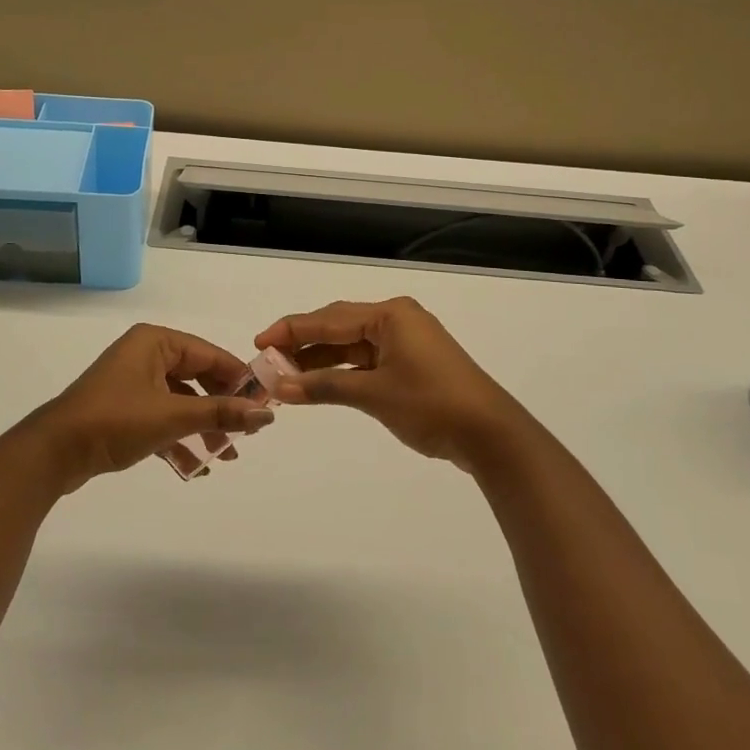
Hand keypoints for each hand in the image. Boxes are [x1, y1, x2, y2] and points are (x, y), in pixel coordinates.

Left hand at [25, 324, 275, 491]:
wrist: (53, 453)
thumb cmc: (115, 420)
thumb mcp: (172, 416)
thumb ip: (221, 413)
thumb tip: (267, 414)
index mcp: (156, 342)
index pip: (210, 354)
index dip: (239, 379)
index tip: (265, 404)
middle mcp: (145, 355)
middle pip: (197, 378)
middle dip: (221, 408)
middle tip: (246, 433)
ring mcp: (133, 383)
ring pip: (180, 402)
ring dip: (203, 428)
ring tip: (226, 456)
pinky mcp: (123, 409)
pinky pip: (162, 418)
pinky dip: (179, 439)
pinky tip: (196, 468)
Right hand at [256, 297, 528, 471]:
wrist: (490, 434)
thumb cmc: (431, 404)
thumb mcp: (374, 394)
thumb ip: (325, 386)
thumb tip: (280, 385)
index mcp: (390, 315)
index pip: (329, 318)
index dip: (291, 330)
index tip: (259, 342)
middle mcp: (396, 319)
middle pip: (338, 327)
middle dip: (303, 344)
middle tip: (267, 360)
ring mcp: (406, 342)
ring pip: (351, 345)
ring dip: (320, 360)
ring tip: (285, 375)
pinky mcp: (411, 364)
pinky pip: (366, 360)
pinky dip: (342, 372)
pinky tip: (318, 383)